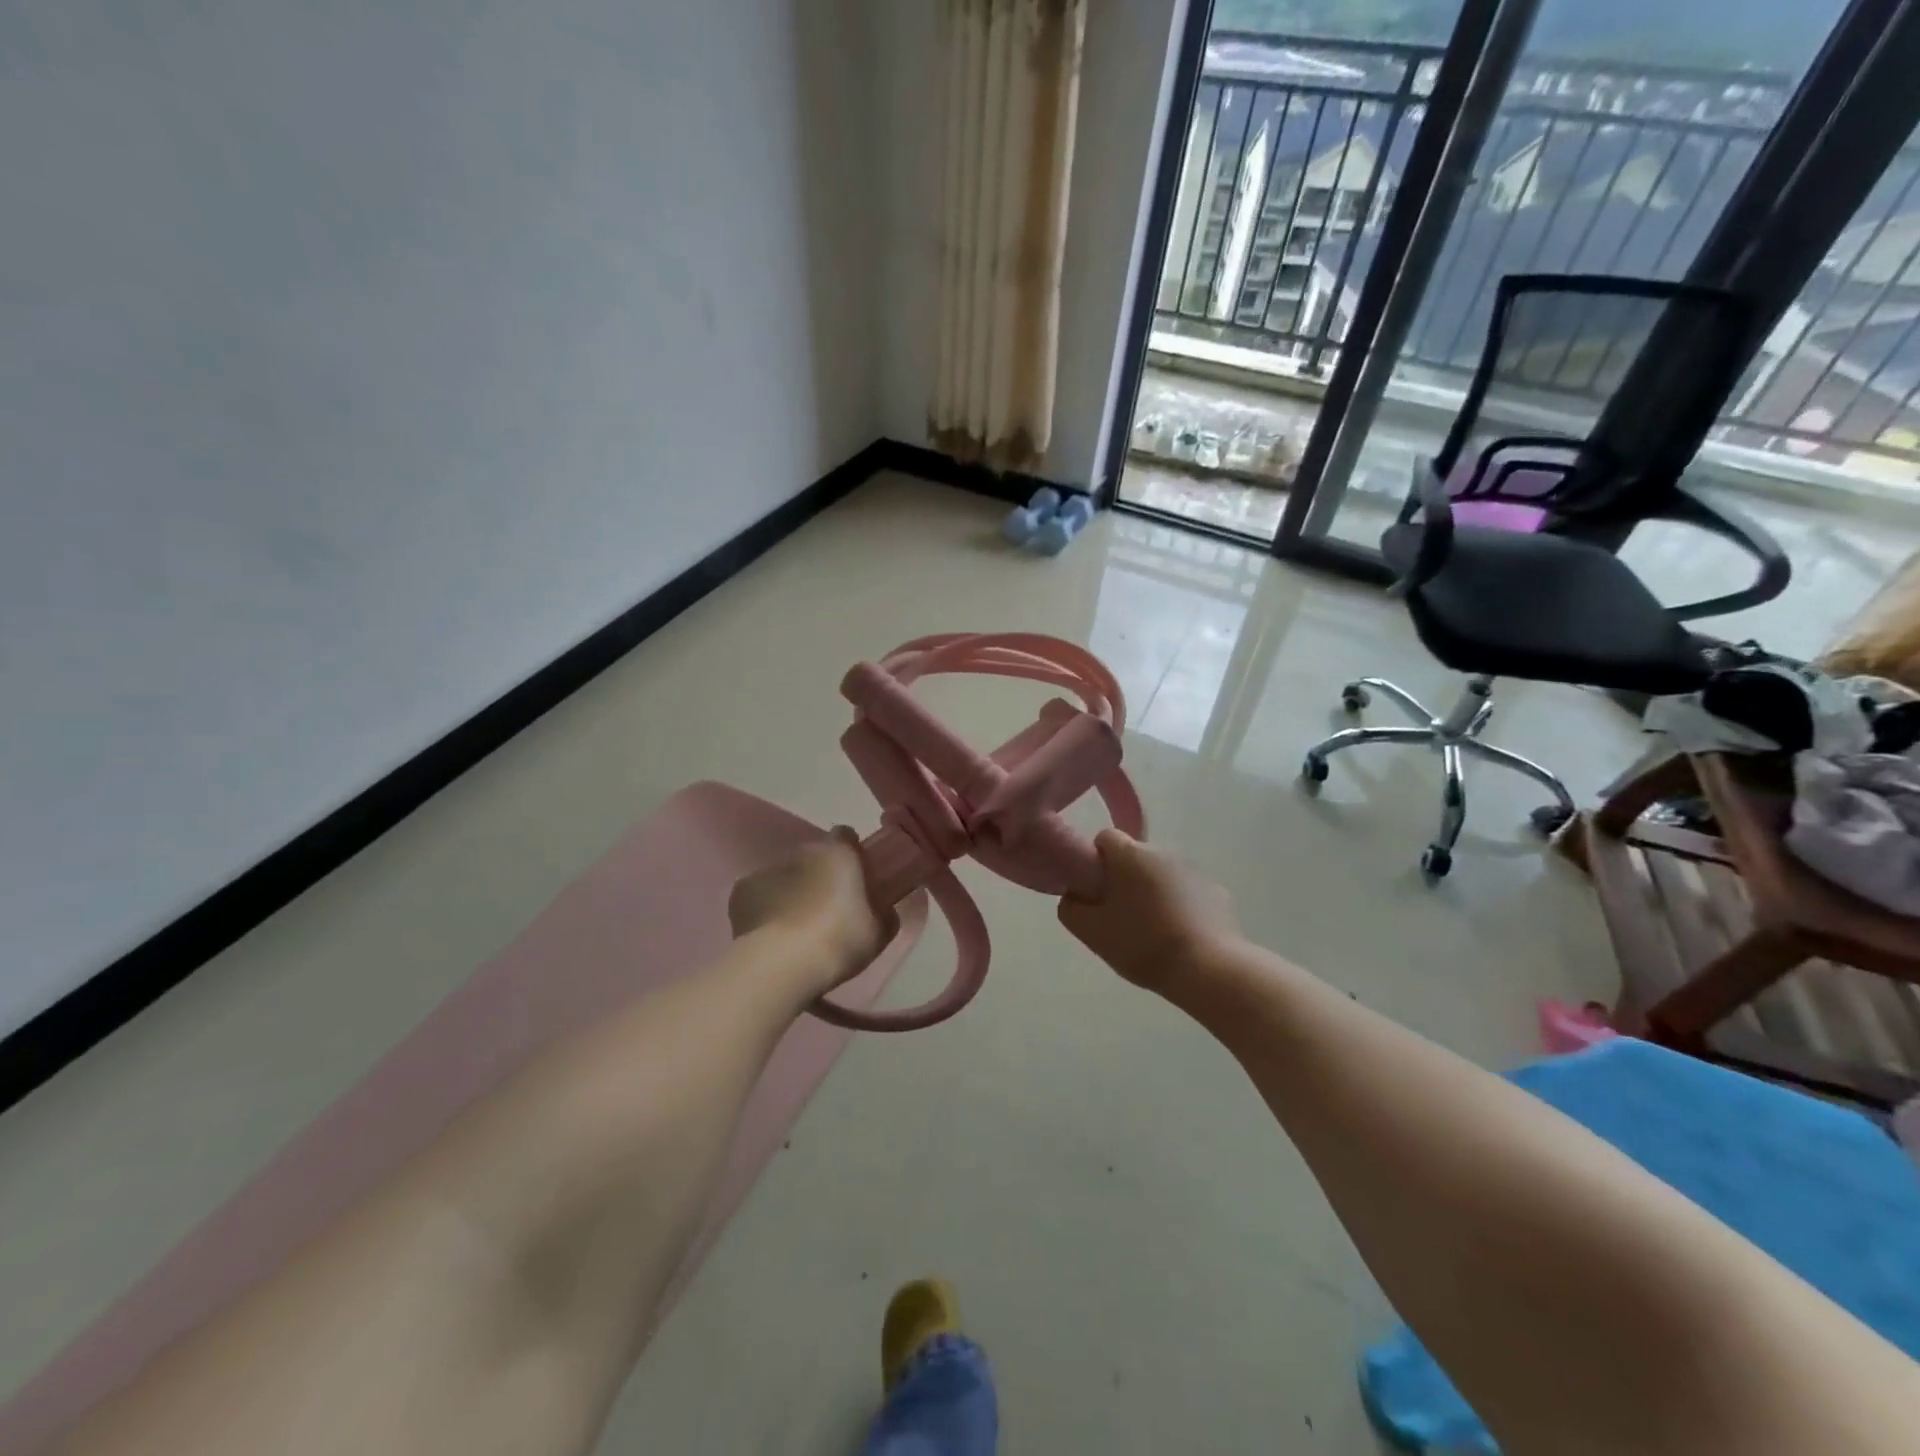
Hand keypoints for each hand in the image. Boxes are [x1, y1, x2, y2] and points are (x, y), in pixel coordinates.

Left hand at [729, 829, 897, 993]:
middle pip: (813, 857)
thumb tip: (884, 908)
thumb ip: (884, 912)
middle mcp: (801, 852)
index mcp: (838, 853)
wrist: (782, 965)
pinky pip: (759, 895)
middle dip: (820, 875)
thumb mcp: (879, 932)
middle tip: (828, 910)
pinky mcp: (741, 891)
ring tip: (795, 929)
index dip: (851, 854)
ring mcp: (767, 870)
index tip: (857, 878)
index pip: (846, 836)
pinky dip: (765, 908)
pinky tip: (770, 935)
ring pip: (785, 876)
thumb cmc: (840, 941)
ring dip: (792, 892)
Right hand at [1057, 831, 1237, 994]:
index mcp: (1131, 855)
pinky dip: (1181, 907)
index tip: (1096, 890)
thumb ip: (1071, 907)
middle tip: (1120, 917)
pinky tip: (1180, 938)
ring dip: (1154, 893)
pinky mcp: (1218, 893)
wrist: (1208, 970)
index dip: (1096, 861)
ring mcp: (1195, 871)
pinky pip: (1188, 893)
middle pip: (1135, 857)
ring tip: (1153, 933)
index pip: (1105, 837)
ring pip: (1162, 875)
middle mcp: (1164, 852)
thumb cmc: (1143, 945)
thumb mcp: (1091, 932)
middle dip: (1126, 880)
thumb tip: (1074, 894)